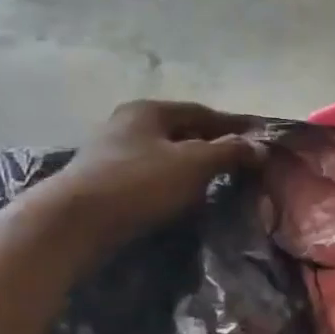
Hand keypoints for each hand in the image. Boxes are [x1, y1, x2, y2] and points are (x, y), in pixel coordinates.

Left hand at [52, 100, 261, 237]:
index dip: (234, 126)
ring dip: (192, 166)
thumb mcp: (193, 164)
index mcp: (150, 111)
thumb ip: (229, 152)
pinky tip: (184, 198)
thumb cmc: (139, 183)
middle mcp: (128, 124)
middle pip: (182, 131)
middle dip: (213, 145)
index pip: (203, 112)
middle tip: (242, 163)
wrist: (73, 223)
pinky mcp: (104, 182)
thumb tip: (260, 147)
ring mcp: (112, 153)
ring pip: (165, 155)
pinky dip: (173, 182)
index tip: (260, 139)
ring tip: (218, 183)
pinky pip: (150, 176)